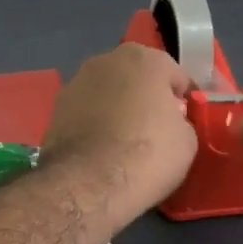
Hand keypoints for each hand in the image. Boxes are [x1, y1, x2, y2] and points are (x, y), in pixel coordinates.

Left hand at [41, 45, 198, 224]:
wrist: (88, 184)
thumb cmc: (147, 155)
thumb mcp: (187, 140)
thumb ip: (180, 120)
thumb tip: (168, 121)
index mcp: (143, 59)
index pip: (174, 74)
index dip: (184, 99)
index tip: (187, 121)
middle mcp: (105, 61)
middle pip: (136, 78)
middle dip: (147, 98)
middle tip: (157, 130)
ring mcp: (75, 83)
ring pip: (108, 93)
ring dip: (117, 108)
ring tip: (125, 142)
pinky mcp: (55, 110)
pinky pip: (87, 113)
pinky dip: (95, 124)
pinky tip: (102, 150)